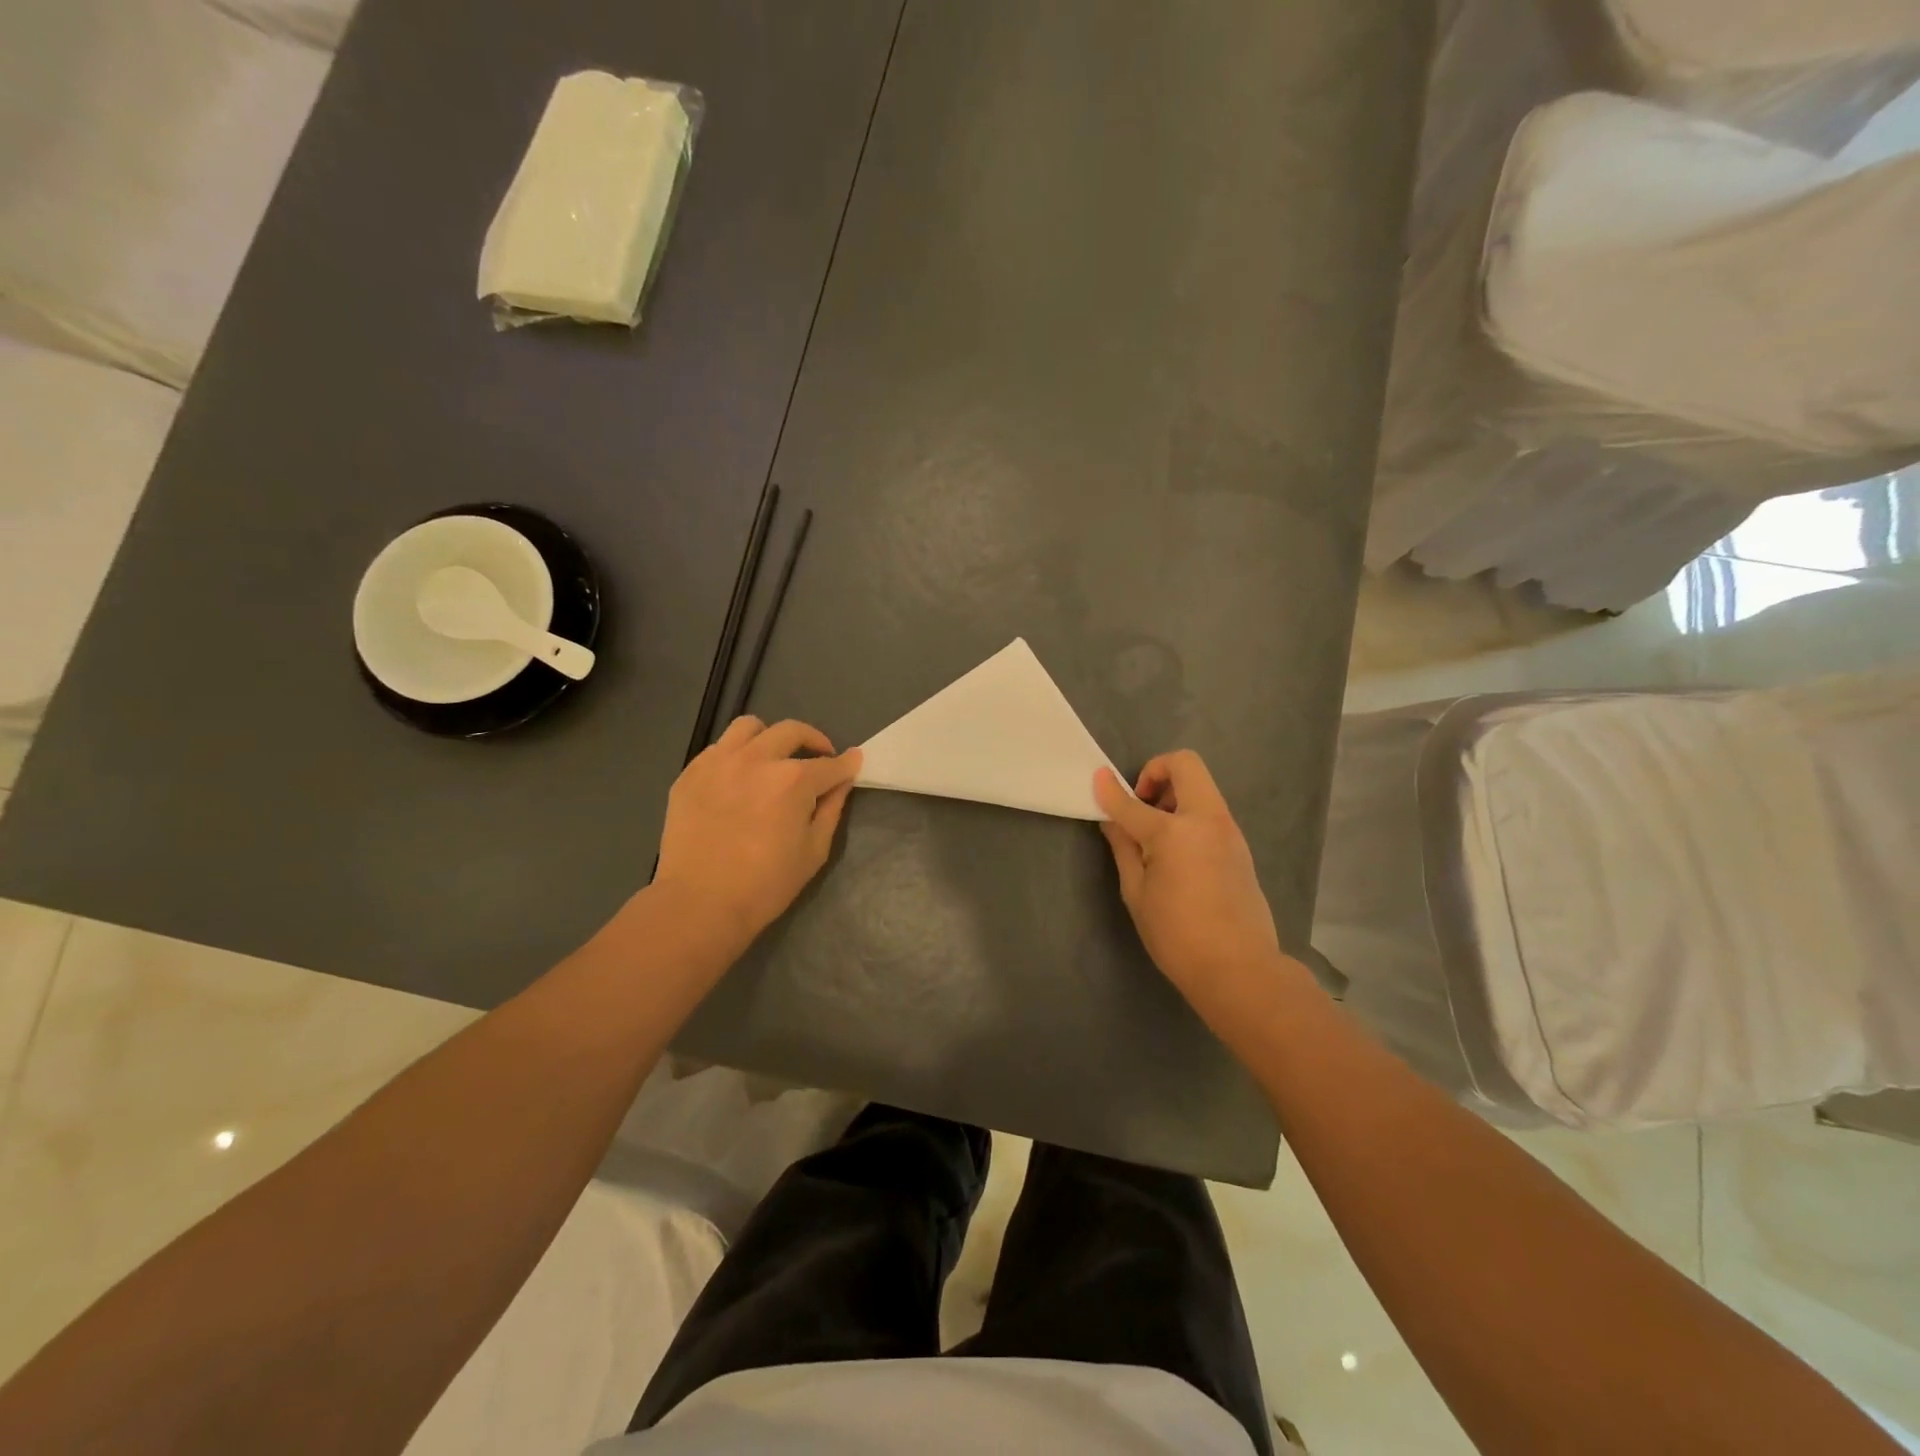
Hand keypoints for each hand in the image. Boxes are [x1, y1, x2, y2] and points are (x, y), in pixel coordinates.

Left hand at [653, 717, 861, 955]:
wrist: (699, 903)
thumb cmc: (766, 884)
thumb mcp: (814, 850)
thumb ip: (832, 809)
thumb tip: (842, 781)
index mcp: (793, 780)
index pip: (830, 763)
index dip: (846, 764)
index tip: (853, 763)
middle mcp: (757, 759)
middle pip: (792, 731)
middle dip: (814, 740)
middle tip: (819, 758)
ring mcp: (719, 762)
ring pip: (749, 727)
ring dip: (770, 738)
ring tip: (772, 758)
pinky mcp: (690, 773)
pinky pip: (718, 748)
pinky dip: (736, 755)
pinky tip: (739, 779)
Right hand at [1094, 751, 1280, 1003]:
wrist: (1239, 968)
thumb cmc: (1177, 936)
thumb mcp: (1137, 893)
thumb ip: (1124, 847)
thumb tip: (1112, 819)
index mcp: (1174, 832)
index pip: (1132, 803)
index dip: (1110, 791)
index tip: (1097, 779)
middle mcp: (1206, 819)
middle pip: (1185, 765)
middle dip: (1156, 772)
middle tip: (1140, 805)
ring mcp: (1228, 829)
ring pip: (1201, 786)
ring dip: (1174, 793)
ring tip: (1155, 834)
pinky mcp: (1239, 844)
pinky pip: (1210, 810)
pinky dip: (1189, 814)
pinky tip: (1176, 852)